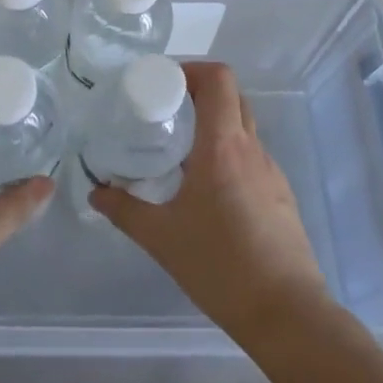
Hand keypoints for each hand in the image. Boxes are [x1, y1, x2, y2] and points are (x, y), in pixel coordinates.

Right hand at [91, 61, 329, 346]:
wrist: (286, 314)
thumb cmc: (220, 266)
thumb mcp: (161, 237)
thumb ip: (124, 210)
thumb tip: (96, 193)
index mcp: (223, 145)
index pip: (218, 79)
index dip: (192, 69)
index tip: (163, 82)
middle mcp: (251, 148)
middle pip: (232, 96)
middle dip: (200, 92)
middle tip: (166, 110)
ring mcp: (271, 171)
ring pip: (243, 126)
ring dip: (215, 123)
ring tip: (181, 148)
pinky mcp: (280, 195)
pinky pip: (251, 156)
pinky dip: (228, 153)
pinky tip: (207, 188)